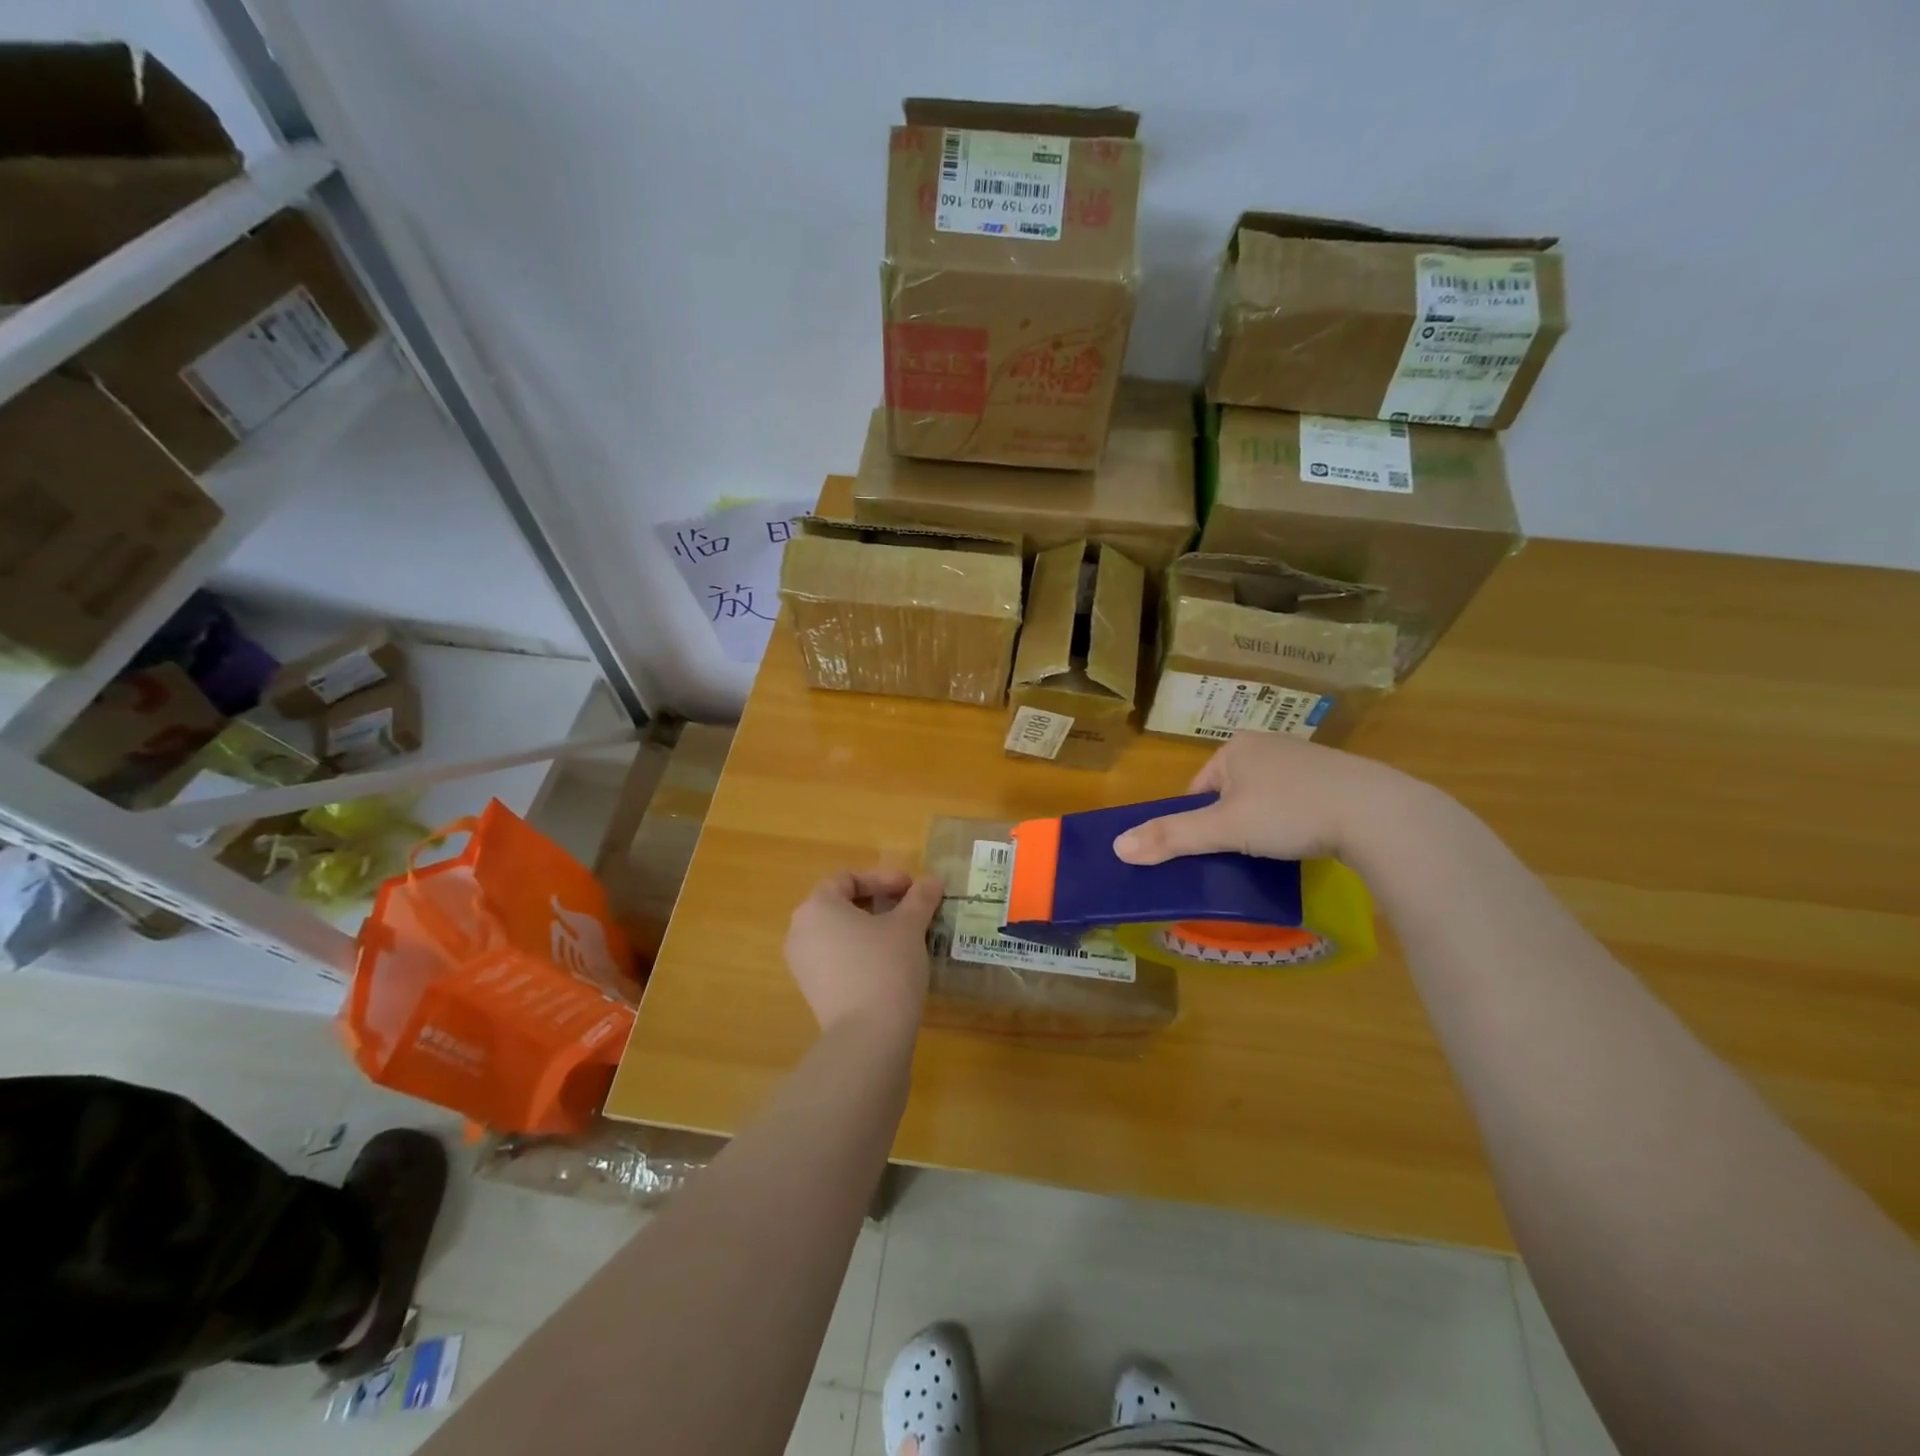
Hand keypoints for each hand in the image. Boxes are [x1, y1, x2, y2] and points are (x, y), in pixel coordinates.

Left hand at [784, 868, 943, 1037]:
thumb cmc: (885, 967)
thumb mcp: (909, 926)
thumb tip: (933, 881)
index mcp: (817, 907)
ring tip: (906, 936)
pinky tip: (891, 964)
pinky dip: (862, 953)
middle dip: (878, 902)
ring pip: (840, 933)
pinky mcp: (813, 992)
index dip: (883, 878)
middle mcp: (801, 932)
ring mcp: (803, 965)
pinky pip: (838, 959)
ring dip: (872, 929)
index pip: (848, 878)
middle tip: (911, 909)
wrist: (867, 1038)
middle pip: (841, 904)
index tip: (913, 888)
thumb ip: (920, 898)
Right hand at [1112, 732, 1408, 865]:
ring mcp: (1306, 757)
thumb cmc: (1290, 813)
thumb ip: (1171, 837)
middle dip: (1231, 823)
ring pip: (1265, 797)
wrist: (1379, 813)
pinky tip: (1307, 841)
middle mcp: (1268, 744)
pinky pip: (1299, 799)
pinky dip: (1296, 820)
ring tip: (1275, 852)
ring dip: (1264, 823)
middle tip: (1241, 857)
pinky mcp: (1337, 776)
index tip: (1210, 852)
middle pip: (1230, 793)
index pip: (1197, 789)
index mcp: (1235, 748)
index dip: (1198, 823)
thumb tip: (1116, 847)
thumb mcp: (1224, 829)